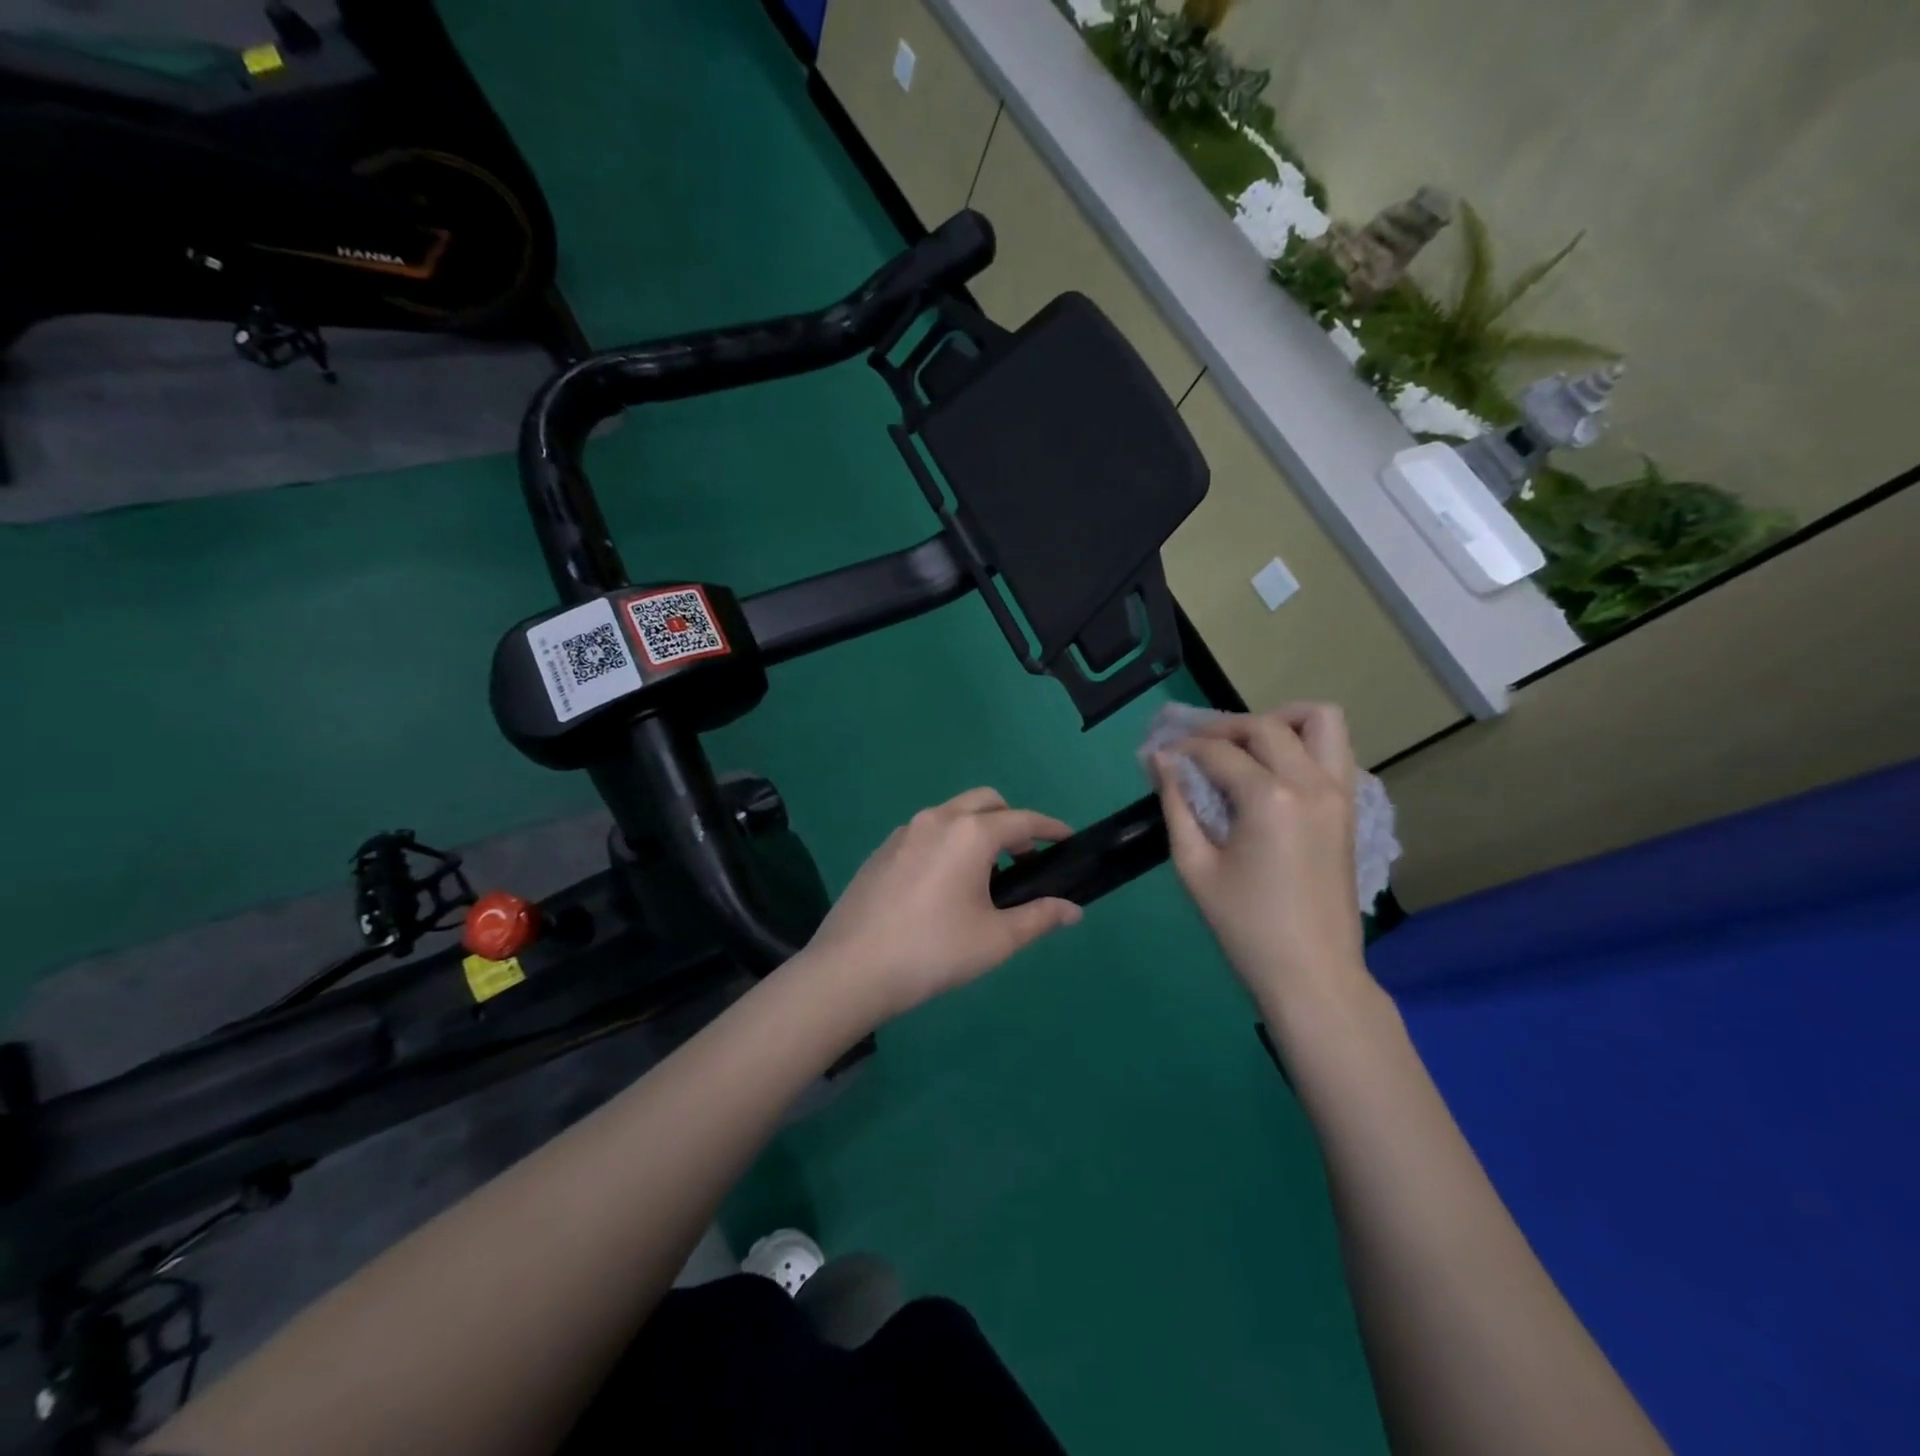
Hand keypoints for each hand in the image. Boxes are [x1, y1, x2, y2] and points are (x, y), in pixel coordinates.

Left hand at [802, 788, 1083, 1023]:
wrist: (852, 969)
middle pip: (986, 802)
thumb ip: (1039, 918)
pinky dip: (947, 842)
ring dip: (977, 830)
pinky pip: (926, 832)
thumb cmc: (934, 952)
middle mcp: (938, 819)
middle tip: (1024, 860)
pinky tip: (943, 885)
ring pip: (952, 813)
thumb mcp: (996, 939)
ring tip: (984, 876)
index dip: (1050, 829)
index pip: (1022, 820)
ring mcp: (904, 831)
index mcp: (970, 834)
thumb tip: (1073, 910)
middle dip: (1012, 821)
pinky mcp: (882, 849)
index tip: (1067, 840)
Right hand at [1153, 706, 1369, 1013]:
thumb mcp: (1195, 866)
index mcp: (1270, 799)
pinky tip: (1272, 772)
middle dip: (1223, 729)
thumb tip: (1159, 760)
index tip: (1159, 756)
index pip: (1218, 752)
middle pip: (1265, 726)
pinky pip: (1335, 750)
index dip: (1183, 749)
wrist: (1312, 973)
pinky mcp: (1350, 808)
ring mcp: (1339, 793)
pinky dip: (1304, 744)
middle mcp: (1311, 783)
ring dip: (1279, 721)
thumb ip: (1176, 804)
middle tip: (1193, 750)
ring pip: (1320, 720)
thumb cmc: (1244, 926)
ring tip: (1247, 746)